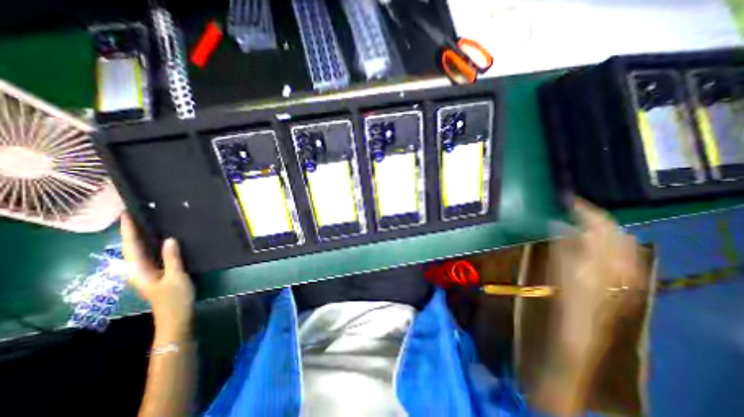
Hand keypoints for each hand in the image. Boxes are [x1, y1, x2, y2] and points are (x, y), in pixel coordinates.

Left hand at [121, 213, 193, 343]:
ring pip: (142, 250)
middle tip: (138, 214)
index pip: (132, 246)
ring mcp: (148, 271)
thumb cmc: (175, 297)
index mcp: (139, 270)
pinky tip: (162, 239)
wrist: (177, 315)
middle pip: (133, 247)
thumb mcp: (176, 277)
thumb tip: (169, 239)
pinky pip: (152, 254)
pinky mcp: (158, 272)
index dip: (129, 230)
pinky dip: (154, 244)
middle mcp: (139, 269)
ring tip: (148, 222)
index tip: (127, 214)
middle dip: (133, 231)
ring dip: (143, 237)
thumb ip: (172, 258)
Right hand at [549, 199, 648, 358]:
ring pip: (620, 240)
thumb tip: (558, 224)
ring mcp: (627, 271)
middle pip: (615, 230)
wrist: (581, 330)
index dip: (584, 210)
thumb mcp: (559, 269)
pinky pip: (621, 252)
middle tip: (572, 209)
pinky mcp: (625, 278)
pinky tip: (591, 241)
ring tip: (579, 222)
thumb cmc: (564, 298)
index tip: (568, 199)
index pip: (600, 226)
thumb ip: (562, 244)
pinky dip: (607, 241)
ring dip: (601, 228)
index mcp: (605, 259)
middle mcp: (623, 262)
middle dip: (594, 217)